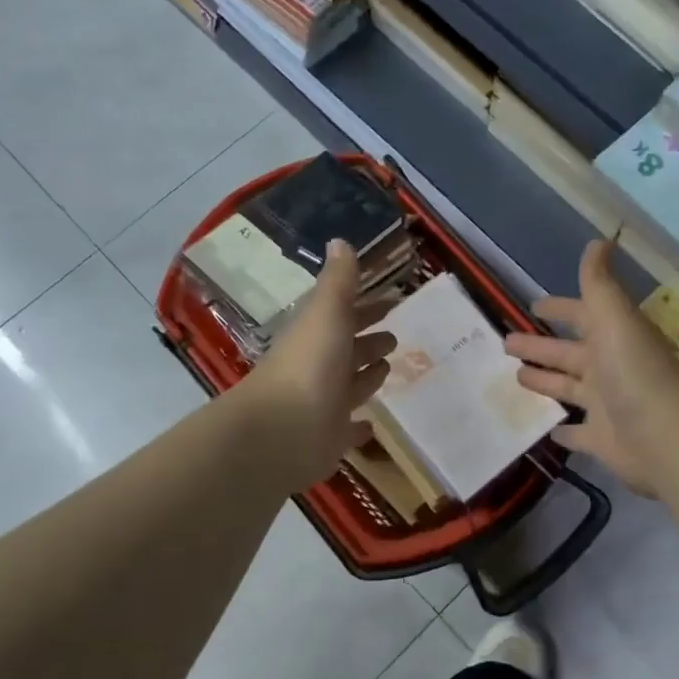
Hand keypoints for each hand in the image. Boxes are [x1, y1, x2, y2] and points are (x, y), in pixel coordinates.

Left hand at [243, 239, 396, 488]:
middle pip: (347, 350)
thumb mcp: (327, 313)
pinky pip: (348, 429)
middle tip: (395, 335)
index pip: (343, 315)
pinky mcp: (329, 438)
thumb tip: (339, 240)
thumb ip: (338, 281)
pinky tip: (372, 425)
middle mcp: (319, 368)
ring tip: (390, 367)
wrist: (282, 432)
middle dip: (369, 340)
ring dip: (367, 376)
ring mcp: (323, 404)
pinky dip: (359, 426)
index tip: (392, 301)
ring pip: (350, 385)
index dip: (366, 308)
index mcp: (316, 335)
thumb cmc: (310, 365)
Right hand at [504, 240, 678, 496]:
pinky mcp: (602, 440)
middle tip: (505, 342)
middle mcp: (610, 368)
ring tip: (514, 377)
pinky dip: (562, 430)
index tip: (533, 306)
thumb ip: (599, 284)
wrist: (666, 437)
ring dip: (545, 382)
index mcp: (613, 337)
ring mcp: (606, 406)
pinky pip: (577, 433)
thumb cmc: (634, 373)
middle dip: (539, 346)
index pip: (582, 316)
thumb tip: (599, 241)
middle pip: (568, 354)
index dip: (559, 309)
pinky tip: (543, 429)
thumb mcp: (614, 318)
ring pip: (568, 389)